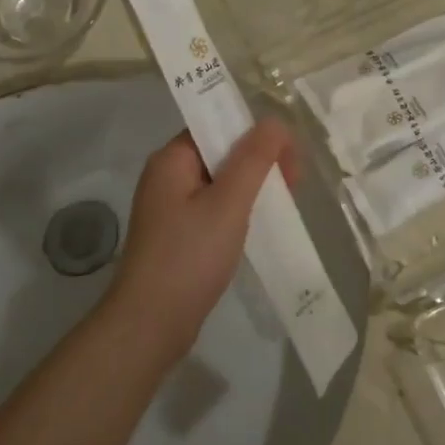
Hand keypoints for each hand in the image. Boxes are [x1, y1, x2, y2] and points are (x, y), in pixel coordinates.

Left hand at [110, 119, 296, 357]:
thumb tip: (275, 121)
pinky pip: (212, 209)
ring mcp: (168, 208)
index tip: (289, 158)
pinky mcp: (176, 235)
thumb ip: (253, 158)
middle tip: (294, 184)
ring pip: (219, 183)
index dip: (256, 134)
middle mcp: (166, 176)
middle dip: (258, 162)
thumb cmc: (190, 256)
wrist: (150, 324)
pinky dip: (237, 211)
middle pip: (220, 152)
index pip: (217, 125)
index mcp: (172, 159)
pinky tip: (257, 227)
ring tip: (282, 205)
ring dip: (251, 188)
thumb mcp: (229, 202)